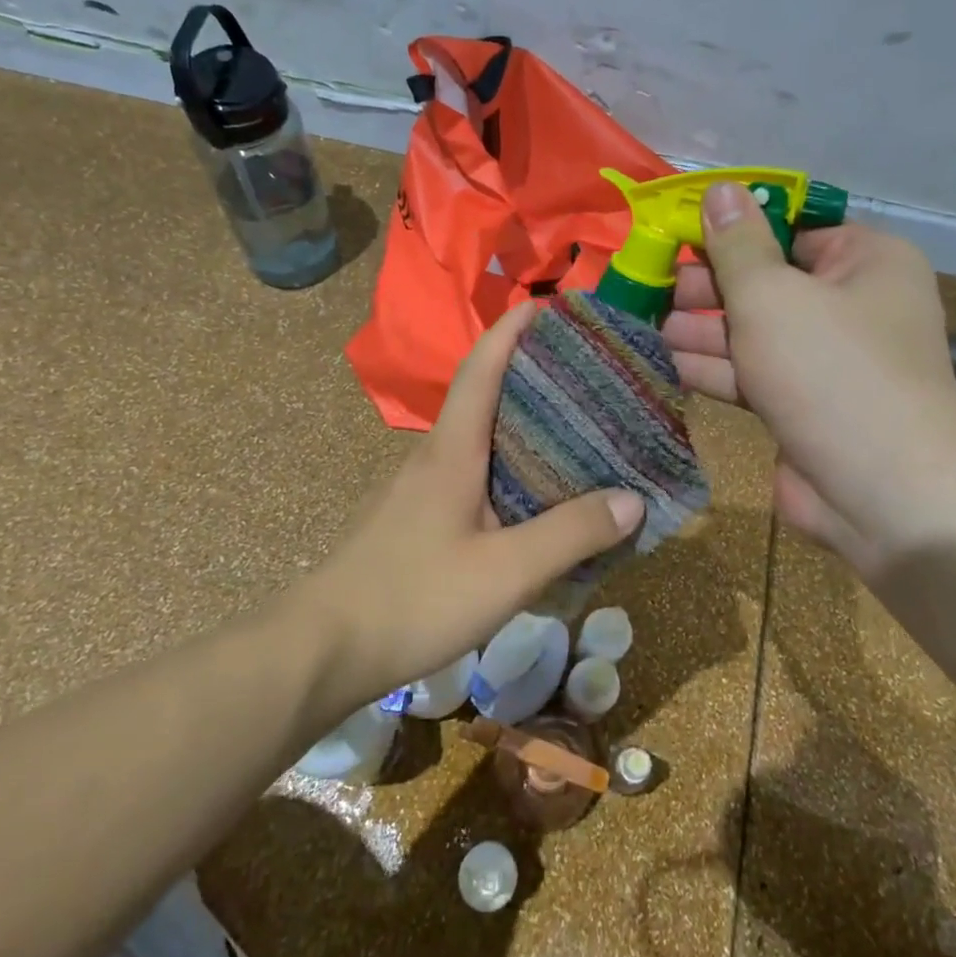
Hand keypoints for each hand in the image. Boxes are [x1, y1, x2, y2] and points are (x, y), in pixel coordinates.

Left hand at [297, 301, 645, 705]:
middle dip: (530, 372)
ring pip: (479, 437)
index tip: (549, 306)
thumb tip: (632, 498)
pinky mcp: (419, 519)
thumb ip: (570, 534)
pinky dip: (510, 466)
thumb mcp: (506, 571)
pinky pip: (474, 474)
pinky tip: (536, 496)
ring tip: (575, 429)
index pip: (481, 367)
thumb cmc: (414, 598)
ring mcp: (421, 488)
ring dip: (521, 422)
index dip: (513, 330)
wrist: (322, 651)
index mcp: (452, 449)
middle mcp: (435, 456)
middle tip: (586, 371)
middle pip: (484, 395)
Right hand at [662, 182, 955, 575]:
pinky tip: (672, 363)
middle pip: (768, 283)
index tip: (681, 236)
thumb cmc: (830, 370)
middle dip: (712, 288)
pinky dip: (717, 369)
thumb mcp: (772, 295)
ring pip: (756, 333)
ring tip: (655, 326)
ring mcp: (827, 362)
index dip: (735, 231)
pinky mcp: (804, 406)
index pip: (792, 230)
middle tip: (660, 289)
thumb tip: (719, 190)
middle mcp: (852, 306)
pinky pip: (756, 376)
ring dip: (706, 331)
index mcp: (865, 262)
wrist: (882, 491)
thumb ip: (737, 245)